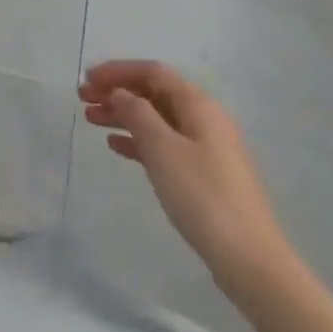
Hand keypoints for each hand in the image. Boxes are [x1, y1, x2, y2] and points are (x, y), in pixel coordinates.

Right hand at [79, 60, 295, 298]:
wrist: (250, 260)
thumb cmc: (202, 197)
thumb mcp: (163, 149)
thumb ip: (137, 113)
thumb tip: (120, 92)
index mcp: (198, 105)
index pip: (152, 72)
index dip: (118, 71)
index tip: (87, 79)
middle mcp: (204, 118)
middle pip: (154, 93)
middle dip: (117, 91)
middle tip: (82, 99)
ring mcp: (206, 147)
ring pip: (157, 119)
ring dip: (124, 115)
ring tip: (90, 119)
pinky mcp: (204, 174)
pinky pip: (165, 144)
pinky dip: (139, 140)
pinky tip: (116, 146)